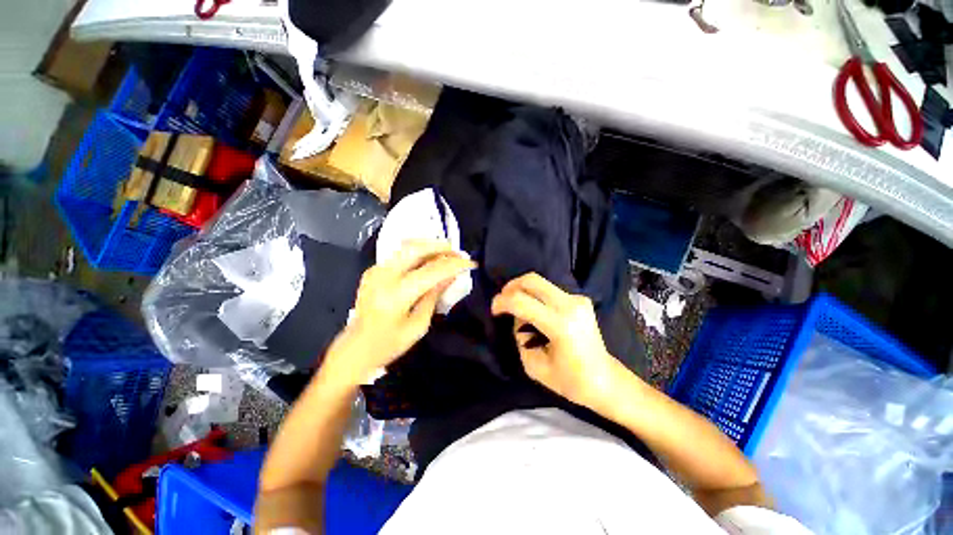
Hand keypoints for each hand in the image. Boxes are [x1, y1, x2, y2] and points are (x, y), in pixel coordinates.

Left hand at [323, 240, 474, 385]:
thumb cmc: (389, 343)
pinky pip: (399, 253)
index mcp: (396, 295)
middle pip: (416, 248)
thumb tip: (450, 275)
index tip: (470, 263)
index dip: (454, 265)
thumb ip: (434, 296)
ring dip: (429, 246)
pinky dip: (417, 251)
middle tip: (458, 252)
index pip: (431, 271)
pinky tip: (429, 258)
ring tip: (447, 252)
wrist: (356, 348)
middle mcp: (383, 276)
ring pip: (406, 246)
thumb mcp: (419, 325)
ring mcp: (375, 270)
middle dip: (441, 247)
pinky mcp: (373, 270)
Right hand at [491, 273, 620, 409]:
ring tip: (516, 307)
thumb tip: (518, 317)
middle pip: (532, 280)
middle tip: (502, 301)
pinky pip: (550, 290)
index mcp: (560, 325)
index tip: (494, 311)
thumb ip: (520, 336)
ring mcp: (578, 299)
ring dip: (523, 290)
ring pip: (540, 282)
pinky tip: (534, 309)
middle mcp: (570, 305)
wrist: (604, 380)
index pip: (521, 302)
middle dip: (510, 287)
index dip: (501, 302)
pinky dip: (535, 295)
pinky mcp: (581, 299)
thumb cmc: (569, 381)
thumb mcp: (533, 365)